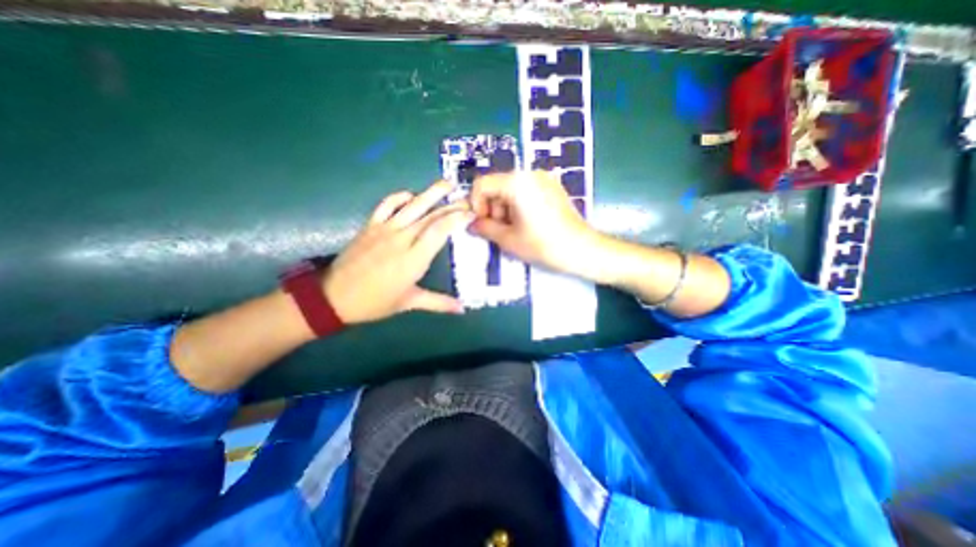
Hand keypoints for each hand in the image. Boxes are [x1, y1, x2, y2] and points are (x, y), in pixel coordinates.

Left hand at [323, 180, 471, 324]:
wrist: (334, 297)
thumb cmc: (375, 302)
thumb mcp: (409, 303)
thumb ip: (438, 303)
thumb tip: (462, 309)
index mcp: (413, 259)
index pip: (439, 231)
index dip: (456, 219)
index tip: (471, 213)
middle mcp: (401, 239)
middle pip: (430, 216)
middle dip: (451, 206)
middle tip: (466, 199)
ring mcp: (384, 229)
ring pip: (411, 206)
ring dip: (430, 193)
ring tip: (446, 184)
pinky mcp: (370, 226)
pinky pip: (386, 205)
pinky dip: (399, 197)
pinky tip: (410, 195)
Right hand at [468, 171, 608, 278]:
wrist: (582, 249)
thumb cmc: (543, 245)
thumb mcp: (508, 239)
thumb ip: (484, 228)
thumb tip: (472, 224)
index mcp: (516, 182)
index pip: (482, 184)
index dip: (475, 204)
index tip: (482, 223)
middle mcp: (529, 174)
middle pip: (497, 186)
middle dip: (492, 208)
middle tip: (499, 230)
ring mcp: (543, 179)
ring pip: (510, 189)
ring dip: (504, 209)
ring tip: (514, 230)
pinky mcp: (552, 187)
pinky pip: (525, 192)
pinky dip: (518, 206)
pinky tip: (527, 224)